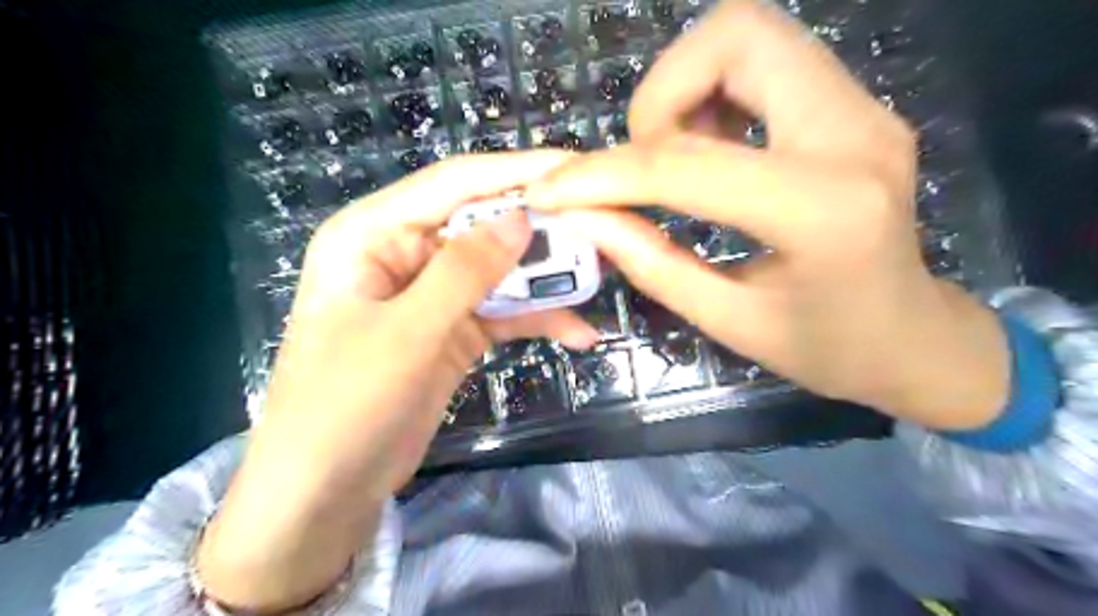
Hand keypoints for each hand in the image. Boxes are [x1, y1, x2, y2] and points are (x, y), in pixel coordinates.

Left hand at [194, 151, 597, 613]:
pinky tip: (578, 334)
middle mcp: (405, 254)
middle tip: (601, 228)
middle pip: (483, 225)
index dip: (515, 172)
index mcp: (373, 233)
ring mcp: (433, 295)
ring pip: (500, 271)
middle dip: (540, 229)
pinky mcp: (453, 331)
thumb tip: (521, 218)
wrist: (325, 490)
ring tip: (601, 277)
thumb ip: (464, 271)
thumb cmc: (344, 403)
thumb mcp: (407, 332)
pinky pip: (503, 313)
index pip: (453, 184)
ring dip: (546, 278)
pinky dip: (538, 320)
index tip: (575, 166)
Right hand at [528, 0, 1004, 433]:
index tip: (553, 190)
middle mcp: (853, 136)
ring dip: (688, 86)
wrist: (914, 337)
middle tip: (646, 159)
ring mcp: (863, 110)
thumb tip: (583, 216)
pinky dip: (717, 92)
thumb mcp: (728, 322)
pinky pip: (769, 62)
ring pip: (752, 36)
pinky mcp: (855, 108)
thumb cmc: (827, 348)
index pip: (687, 165)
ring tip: (677, 156)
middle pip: (737, 37)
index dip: (604, 174)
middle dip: (662, 94)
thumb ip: (651, 263)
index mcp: (822, 211)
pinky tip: (712, 149)